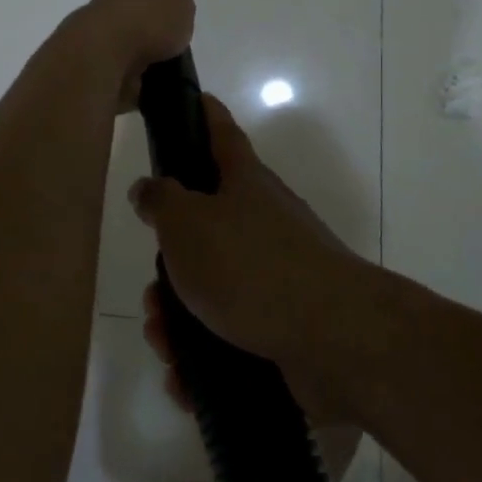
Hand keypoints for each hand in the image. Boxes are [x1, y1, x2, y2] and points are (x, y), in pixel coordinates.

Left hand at [68, 0, 195, 111]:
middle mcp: (104, 9)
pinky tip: (150, 89)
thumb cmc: (144, 19)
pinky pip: (118, 76)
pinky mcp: (94, 74)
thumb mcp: (176, 0)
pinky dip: (132, 81)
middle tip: (152, 22)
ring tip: (161, 63)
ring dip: (135, 51)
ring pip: (117, 42)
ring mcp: (96, 42)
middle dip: (133, 12)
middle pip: (118, 5)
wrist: (103, 60)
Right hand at [129, 96, 367, 423]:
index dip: (202, 113)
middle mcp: (263, 220)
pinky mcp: (283, 323)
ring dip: (179, 317)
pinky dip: (205, 355)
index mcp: (244, 182)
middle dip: (169, 263)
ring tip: (164, 344)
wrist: (332, 339)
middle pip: (204, 226)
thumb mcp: (187, 224)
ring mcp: (277, 273)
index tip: (190, 100)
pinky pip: (231, 333)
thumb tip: (149, 188)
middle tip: (152, 294)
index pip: (220, 131)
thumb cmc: (249, 265)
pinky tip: (186, 380)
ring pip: (212, 287)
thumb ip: (160, 201)